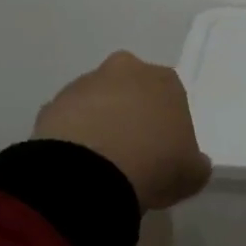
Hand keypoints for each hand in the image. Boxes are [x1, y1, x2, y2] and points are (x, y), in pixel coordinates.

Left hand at [33, 52, 211, 210]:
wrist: (89, 174)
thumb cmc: (154, 164)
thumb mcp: (192, 173)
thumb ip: (194, 163)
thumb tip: (191, 162)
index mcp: (165, 80)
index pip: (171, 96)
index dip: (167, 125)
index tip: (163, 152)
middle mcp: (126, 71)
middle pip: (131, 90)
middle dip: (130, 114)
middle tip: (131, 153)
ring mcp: (84, 85)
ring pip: (96, 103)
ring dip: (99, 125)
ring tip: (100, 166)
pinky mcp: (51, 106)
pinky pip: (67, 122)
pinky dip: (72, 139)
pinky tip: (77, 168)